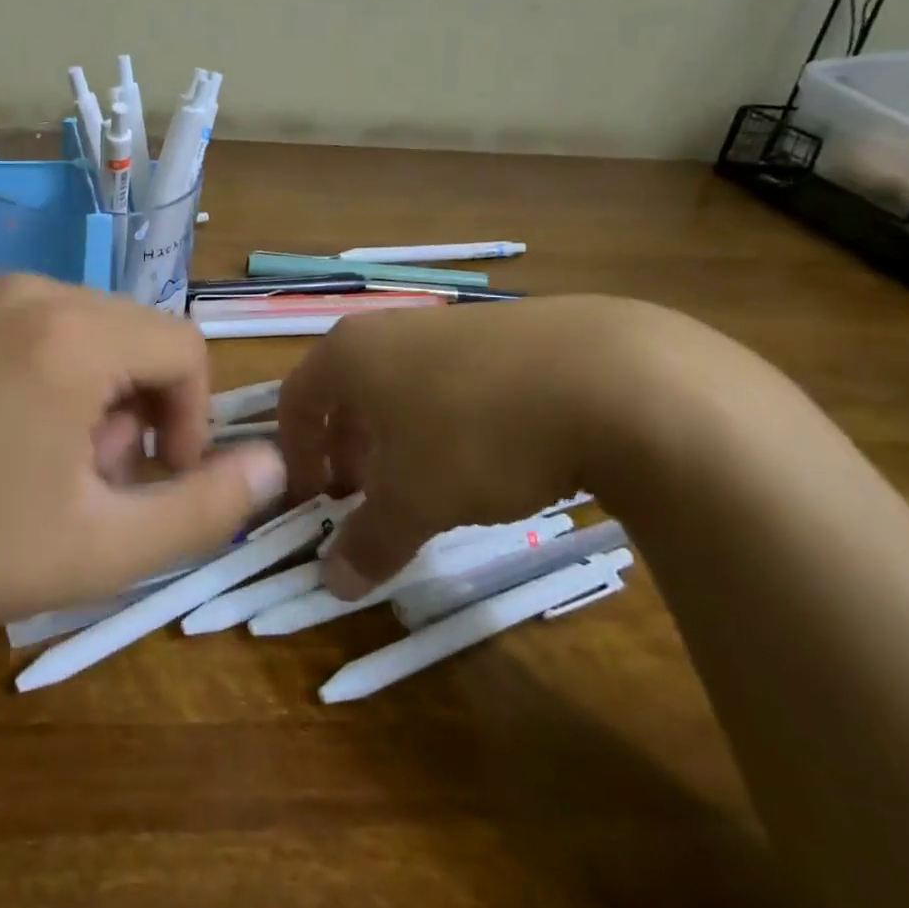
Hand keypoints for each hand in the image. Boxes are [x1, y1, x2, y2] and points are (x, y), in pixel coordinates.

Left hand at [0, 275, 286, 639]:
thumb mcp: (103, 548)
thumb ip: (205, 507)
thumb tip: (275, 463)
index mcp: (73, 333)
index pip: (184, 348)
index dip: (190, 419)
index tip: (154, 479)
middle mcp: (33, 288)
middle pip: (138, 334)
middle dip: (139, 407)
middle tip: (91, 479)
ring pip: (93, 327)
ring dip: (98, 392)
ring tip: (48, 460)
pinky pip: (43, 323)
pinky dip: (55, 371)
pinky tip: (9, 430)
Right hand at [278, 295, 687, 597]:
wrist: (613, 379)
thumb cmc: (477, 435)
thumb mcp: (416, 500)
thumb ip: (369, 541)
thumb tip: (335, 583)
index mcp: (349, 354)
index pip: (296, 401)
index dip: (296, 456)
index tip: (313, 502)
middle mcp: (389, 329)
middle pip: (347, 393)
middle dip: (349, 451)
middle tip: (367, 500)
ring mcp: (450, 324)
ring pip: (401, 387)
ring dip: (399, 439)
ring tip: (429, 485)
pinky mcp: (506, 332)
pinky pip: (453, 380)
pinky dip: (450, 421)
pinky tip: (491, 458)